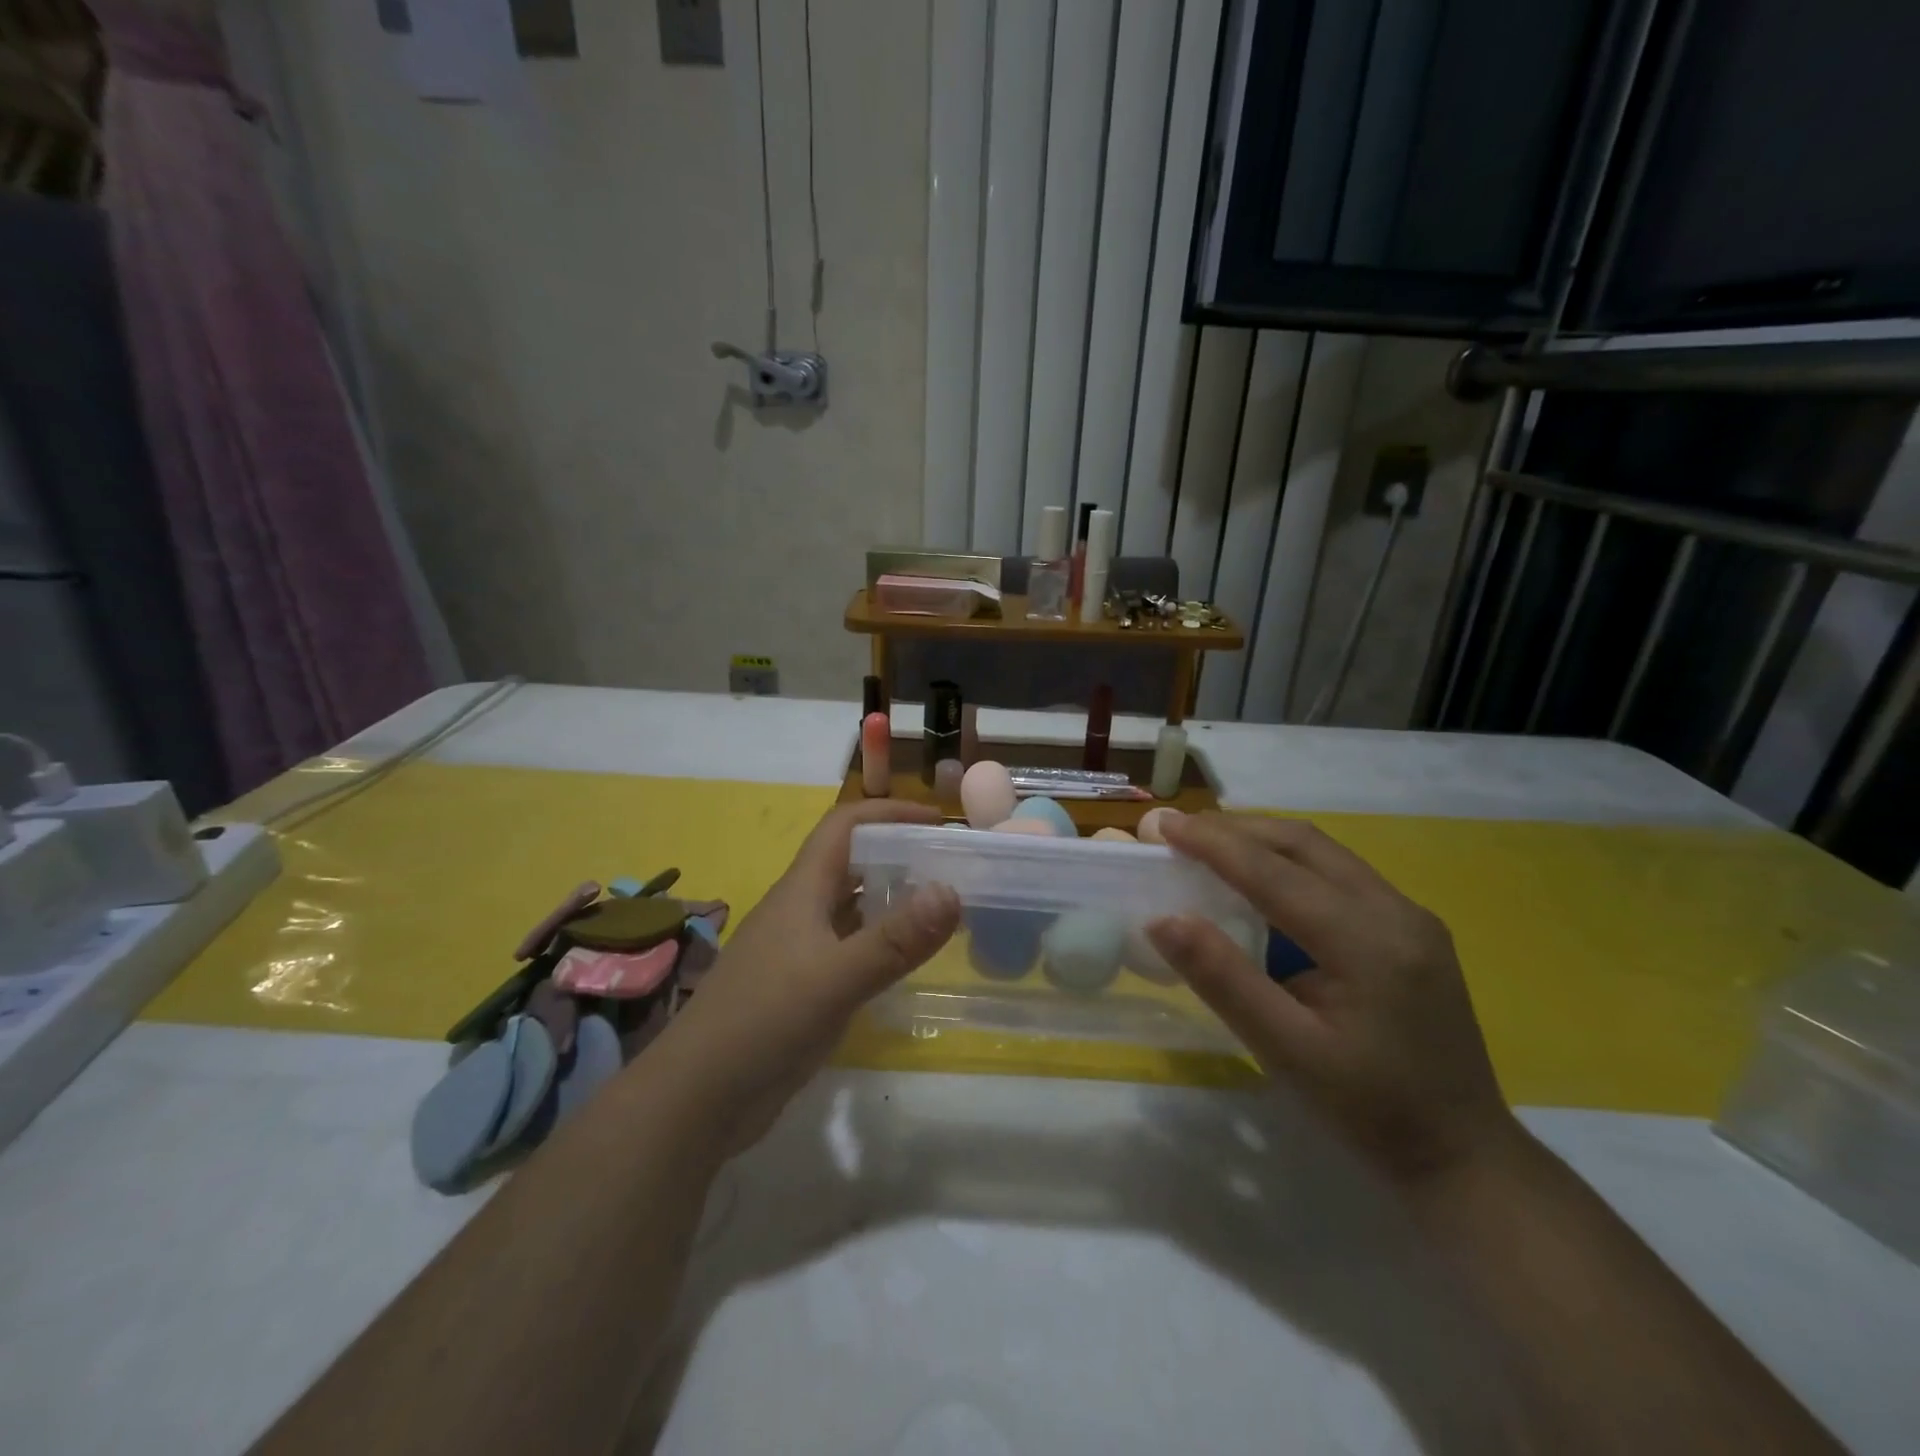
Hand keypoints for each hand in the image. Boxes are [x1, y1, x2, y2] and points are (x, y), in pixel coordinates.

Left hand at [651, 799, 959, 1151]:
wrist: (698, 1098)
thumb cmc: (763, 1022)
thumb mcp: (835, 978)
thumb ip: (895, 939)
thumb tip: (952, 891)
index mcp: (802, 889)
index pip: (845, 825)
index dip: (889, 813)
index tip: (938, 821)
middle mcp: (801, 910)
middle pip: (852, 862)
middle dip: (899, 854)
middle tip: (953, 866)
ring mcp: (800, 950)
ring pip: (852, 907)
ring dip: (892, 899)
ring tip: (943, 907)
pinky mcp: (803, 987)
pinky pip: (850, 949)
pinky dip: (882, 943)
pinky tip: (909, 961)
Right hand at [1147, 813, 1518, 1186]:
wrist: (1465, 1156)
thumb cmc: (1371, 1111)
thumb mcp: (1286, 1052)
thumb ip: (1224, 979)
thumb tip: (1162, 919)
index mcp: (1368, 941)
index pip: (1274, 872)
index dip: (1211, 843)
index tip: (1159, 824)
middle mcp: (1395, 911)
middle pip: (1302, 844)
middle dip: (1234, 830)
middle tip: (1177, 831)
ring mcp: (1410, 916)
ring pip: (1322, 852)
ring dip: (1260, 841)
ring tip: (1207, 844)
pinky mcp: (1411, 929)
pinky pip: (1338, 873)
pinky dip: (1287, 863)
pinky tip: (1259, 880)